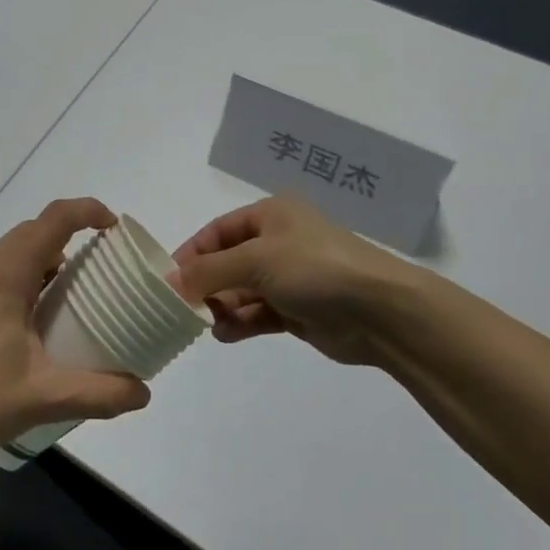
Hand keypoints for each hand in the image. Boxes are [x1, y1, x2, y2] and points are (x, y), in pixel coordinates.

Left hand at [0, 198, 150, 466]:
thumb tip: (143, 392)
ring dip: (42, 263)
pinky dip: (18, 280)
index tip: (114, 229)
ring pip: (10, 253)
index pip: (55, 218)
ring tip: (66, 300)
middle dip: (69, 240)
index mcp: (7, 272)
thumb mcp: (44, 397)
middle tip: (99, 272)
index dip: (88, 212)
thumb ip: (99, 393)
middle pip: (33, 232)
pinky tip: (24, 325)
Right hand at [173, 196, 440, 365]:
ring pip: (242, 290)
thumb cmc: (314, 268)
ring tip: (206, 324)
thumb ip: (209, 271)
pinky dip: (241, 322)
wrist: (380, 310)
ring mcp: (290, 277)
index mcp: (270, 216)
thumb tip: (171, 281)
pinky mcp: (299, 310)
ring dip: (222, 306)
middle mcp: (278, 242)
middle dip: (206, 283)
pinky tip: (225, 334)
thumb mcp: (255, 260)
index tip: (169, 279)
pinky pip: (259, 313)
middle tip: (183, 308)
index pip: (218, 231)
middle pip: (228, 261)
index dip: (192, 253)